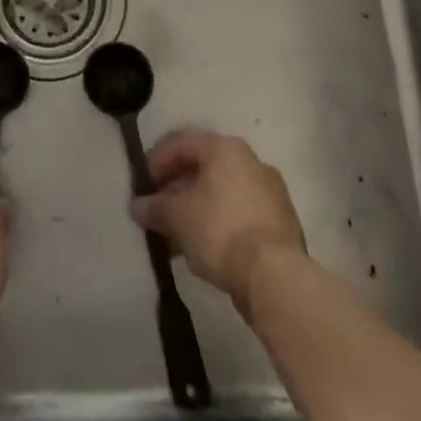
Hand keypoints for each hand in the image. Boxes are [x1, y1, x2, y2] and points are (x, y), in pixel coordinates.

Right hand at [133, 129, 305, 312]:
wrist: (275, 277)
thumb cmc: (219, 230)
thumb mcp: (177, 217)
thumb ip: (154, 207)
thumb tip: (138, 206)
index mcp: (226, 149)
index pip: (183, 143)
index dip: (158, 160)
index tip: (143, 183)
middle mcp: (252, 161)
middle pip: (205, 168)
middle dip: (178, 188)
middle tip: (159, 209)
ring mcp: (271, 192)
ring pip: (224, 193)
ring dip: (199, 208)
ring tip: (178, 234)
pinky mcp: (282, 224)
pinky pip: (241, 214)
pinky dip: (220, 224)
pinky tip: (205, 248)